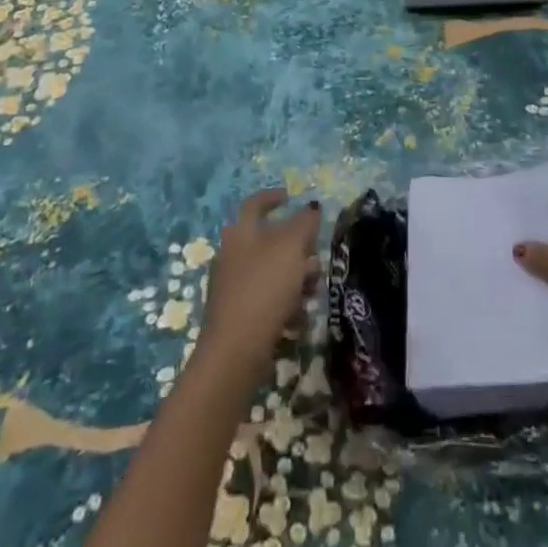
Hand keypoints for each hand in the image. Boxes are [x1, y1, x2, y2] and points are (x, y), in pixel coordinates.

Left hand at [196, 189, 321, 379]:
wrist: (236, 350)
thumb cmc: (264, 287)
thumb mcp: (292, 246)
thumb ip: (304, 223)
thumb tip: (312, 207)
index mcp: (241, 233)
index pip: (255, 204)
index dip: (273, 196)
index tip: (290, 196)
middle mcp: (232, 255)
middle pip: (267, 240)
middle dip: (295, 246)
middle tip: (314, 253)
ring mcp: (232, 287)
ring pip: (270, 271)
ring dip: (294, 276)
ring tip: (313, 289)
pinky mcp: (238, 315)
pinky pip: (267, 299)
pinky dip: (284, 302)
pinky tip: (299, 316)